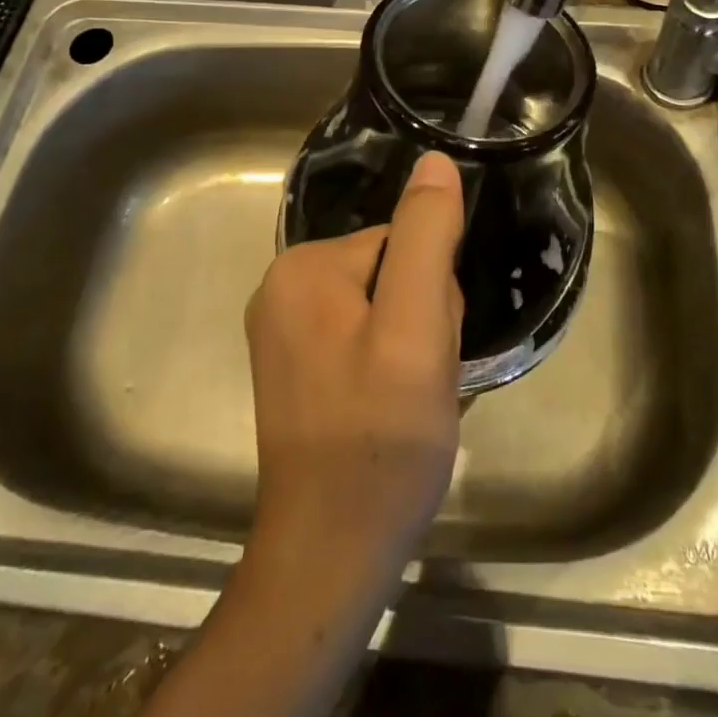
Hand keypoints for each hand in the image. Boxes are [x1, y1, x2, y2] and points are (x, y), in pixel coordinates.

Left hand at [243, 150, 465, 602]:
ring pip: (385, 307)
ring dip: (413, 345)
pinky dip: (392, 366)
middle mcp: (282, 289)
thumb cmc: (379, 439)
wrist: (333, 555)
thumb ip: (425, 237)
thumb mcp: (415, 329)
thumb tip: (435, 161)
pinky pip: (366, 338)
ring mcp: (285, 332)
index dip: (433, 294)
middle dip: (422, 319)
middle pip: (392, 271)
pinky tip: (392, 411)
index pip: (402, 242)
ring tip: (408, 401)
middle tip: (420, 381)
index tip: (428, 349)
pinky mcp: (298, 369)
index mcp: (303, 268)